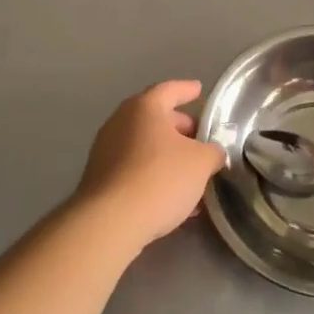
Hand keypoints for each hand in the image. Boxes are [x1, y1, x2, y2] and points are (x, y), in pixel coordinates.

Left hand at [76, 80, 224, 254]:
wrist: (110, 223)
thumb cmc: (160, 178)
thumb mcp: (201, 162)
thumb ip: (212, 152)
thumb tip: (212, 154)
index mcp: (144, 108)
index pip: (169, 90)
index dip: (187, 90)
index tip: (199, 90)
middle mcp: (121, 122)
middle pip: (156, 119)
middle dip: (181, 129)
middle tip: (201, 140)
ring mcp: (106, 151)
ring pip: (146, 147)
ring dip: (169, 157)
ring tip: (193, 176)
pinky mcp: (100, 180)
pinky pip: (134, 170)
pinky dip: (154, 176)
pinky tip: (174, 199)